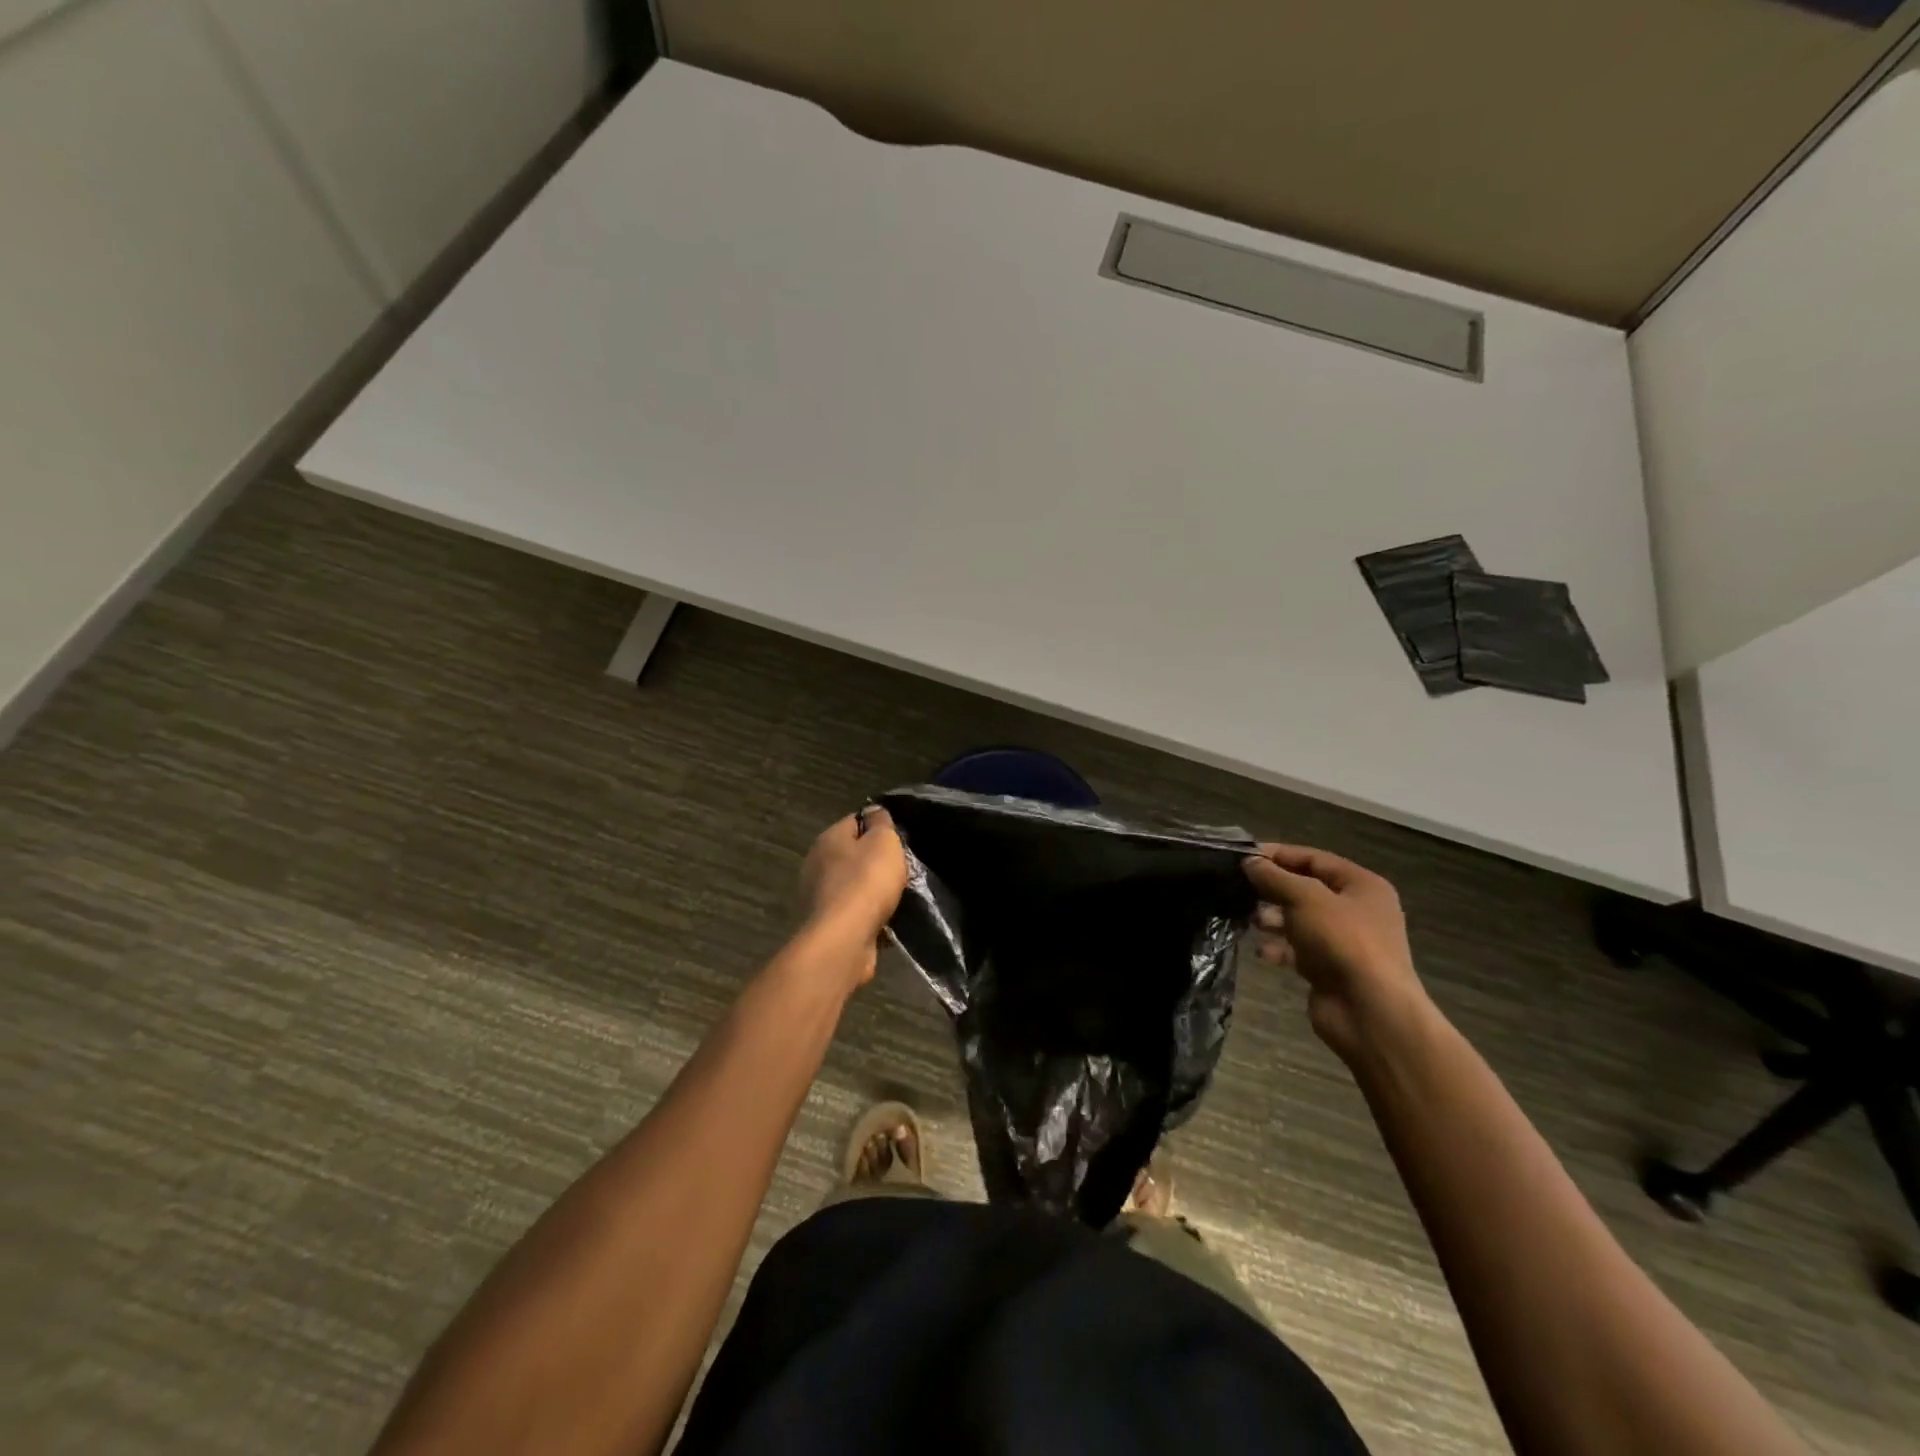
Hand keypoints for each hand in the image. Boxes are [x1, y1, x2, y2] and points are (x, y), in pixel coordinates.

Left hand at [797, 808, 909, 986]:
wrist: (844, 941)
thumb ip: (881, 824)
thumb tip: (874, 813)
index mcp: (828, 839)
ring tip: (900, 897)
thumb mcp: (883, 843)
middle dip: (877, 862)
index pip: (855, 821)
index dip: (879, 827)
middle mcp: (817, 864)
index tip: (900, 839)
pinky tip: (888, 921)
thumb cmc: (865, 883)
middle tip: (903, 869)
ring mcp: (819, 896)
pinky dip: (869, 916)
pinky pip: (854, 913)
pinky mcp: (826, 924)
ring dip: (874, 891)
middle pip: (854, 855)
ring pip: (854, 886)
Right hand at [1243, 844, 1433, 1064]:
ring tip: (1251, 920)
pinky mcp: (1331, 969)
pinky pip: (1299, 950)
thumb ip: (1274, 877)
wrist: (1369, 1011)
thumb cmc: (1342, 941)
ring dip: (1274, 919)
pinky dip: (1280, 948)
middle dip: (1274, 889)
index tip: (1244, 857)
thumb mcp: (1305, 898)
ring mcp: (1345, 942)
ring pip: (1301, 920)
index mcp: (1362, 886)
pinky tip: (1263, 951)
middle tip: (1241, 888)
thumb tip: (1249, 862)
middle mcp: (1357, 910)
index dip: (1279, 855)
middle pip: (1307, 889)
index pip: (1315, 859)